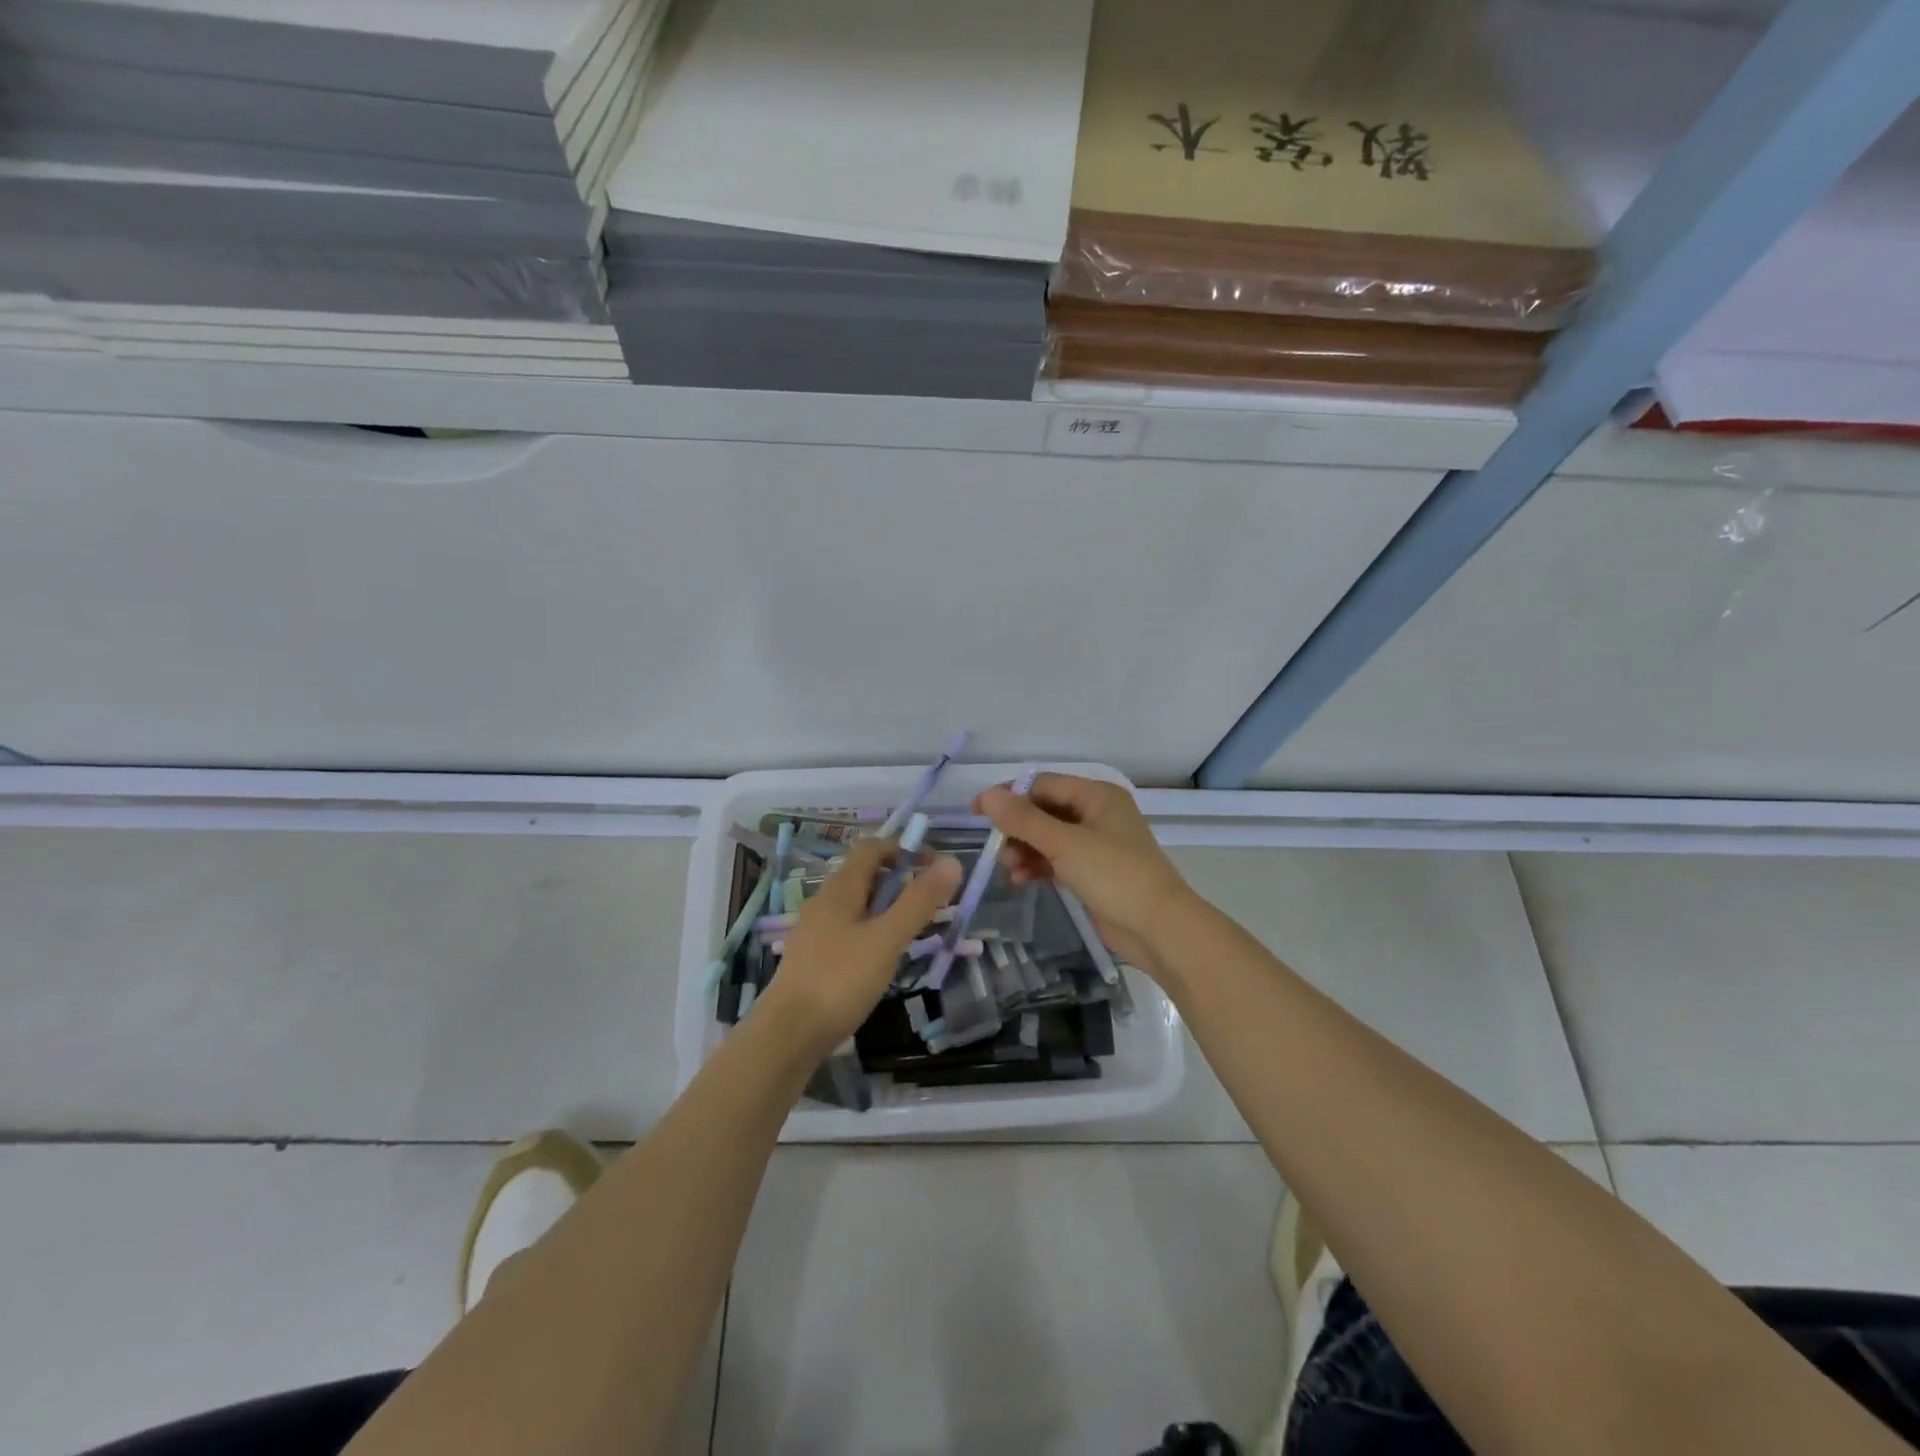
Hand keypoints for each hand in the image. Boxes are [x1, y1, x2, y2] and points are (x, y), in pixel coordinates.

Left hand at [757, 836, 962, 1056]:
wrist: (787, 1035)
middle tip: (930, 904)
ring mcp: (815, 931)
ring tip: (912, 932)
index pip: (872, 848)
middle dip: (900, 881)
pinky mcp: (813, 958)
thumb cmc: (840, 980)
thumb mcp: (887, 939)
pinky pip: (848, 930)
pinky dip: (872, 931)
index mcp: (840, 889)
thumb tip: (952, 862)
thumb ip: (919, 901)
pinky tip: (883, 959)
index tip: (934, 868)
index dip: (904, 849)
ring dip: (887, 908)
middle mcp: (824, 902)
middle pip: (864, 875)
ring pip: (857, 904)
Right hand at [974, 773, 1190, 972]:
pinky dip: (1038, 866)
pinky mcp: (1093, 872)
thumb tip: (986, 796)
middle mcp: (1097, 814)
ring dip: (1025, 850)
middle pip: (1045, 811)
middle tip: (996, 849)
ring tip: (1009, 869)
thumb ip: (1024, 820)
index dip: (1010, 796)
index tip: (978, 813)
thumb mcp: (1065, 844)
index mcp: (1097, 795)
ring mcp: (1096, 844)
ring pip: (1048, 838)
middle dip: (1018, 829)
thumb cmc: (1115, 875)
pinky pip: (1057, 860)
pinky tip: (1020, 881)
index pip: (1044, 784)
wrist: (1159, 928)